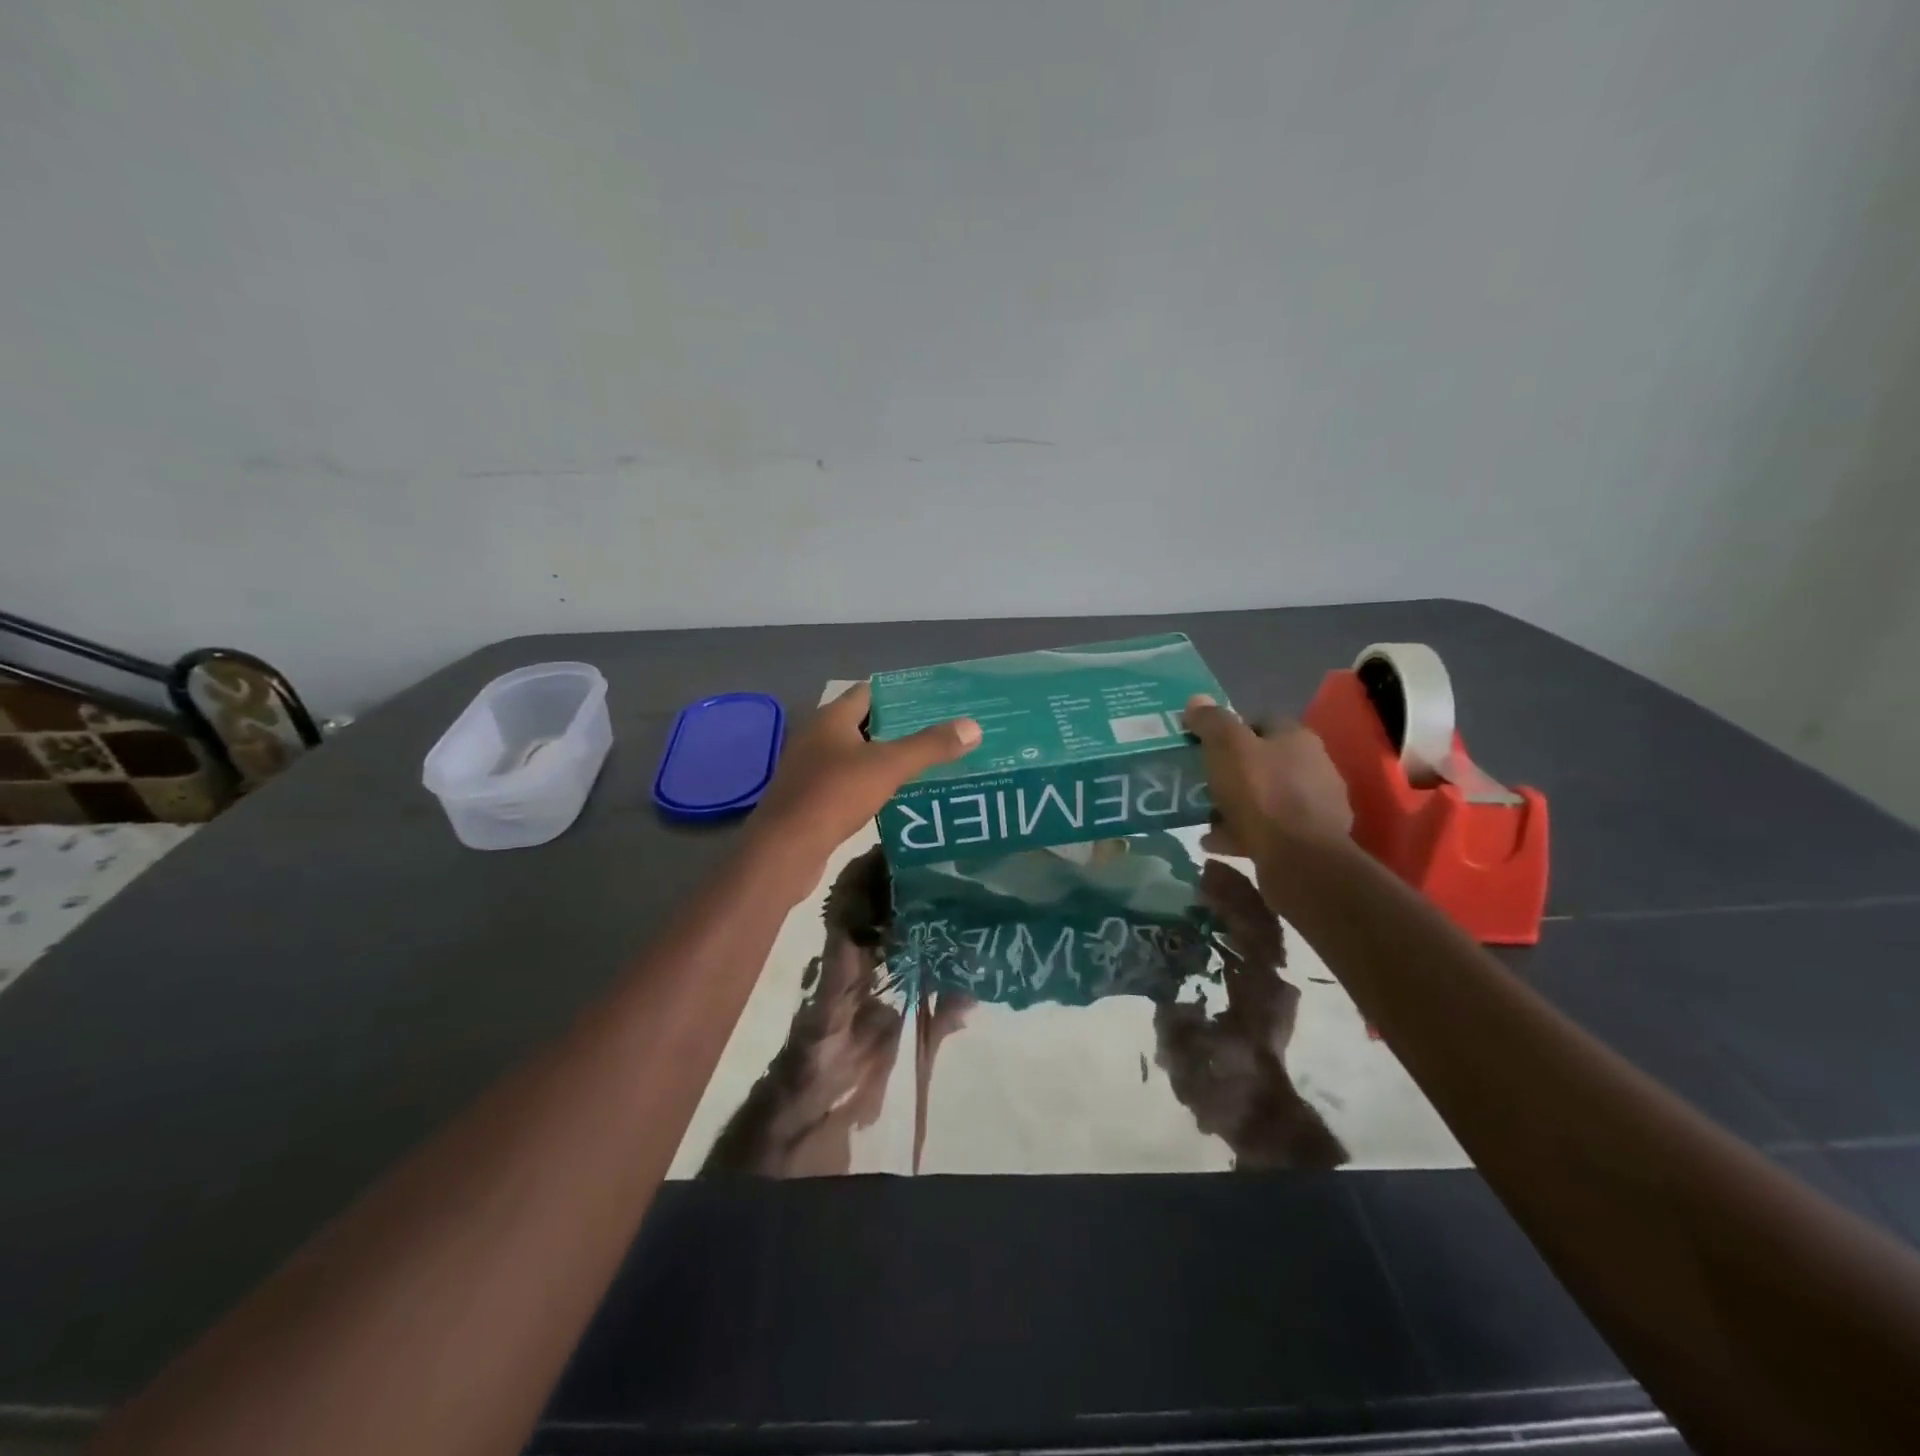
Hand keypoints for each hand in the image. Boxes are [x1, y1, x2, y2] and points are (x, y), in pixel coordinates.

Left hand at [750, 681, 980, 887]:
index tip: (934, 702)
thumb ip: (930, 746)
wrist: (786, 850)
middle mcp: (817, 737)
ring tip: (925, 764)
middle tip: (939, 734)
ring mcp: (809, 769)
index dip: (900, 694)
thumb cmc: (835, 795)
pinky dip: (871, 783)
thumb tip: (973, 726)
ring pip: (855, 755)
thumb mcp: (889, 766)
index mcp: (831, 719)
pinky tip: (896, 795)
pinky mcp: (809, 798)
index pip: (869, 692)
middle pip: (863, 724)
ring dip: (885, 758)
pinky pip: (847, 782)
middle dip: (899, 728)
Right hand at [1184, 695, 1351, 857]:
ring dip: (1238, 806)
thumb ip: (1211, 722)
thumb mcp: (1227, 747)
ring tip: (1206, 818)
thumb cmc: (1262, 793)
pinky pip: (1271, 830)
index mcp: (1297, 738)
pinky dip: (1245, 833)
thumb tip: (1196, 700)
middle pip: (1265, 762)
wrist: (1299, 858)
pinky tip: (1220, 843)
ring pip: (1267, 798)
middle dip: (1233, 772)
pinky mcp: (1312, 839)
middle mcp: (1315, 766)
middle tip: (1204, 784)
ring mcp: (1318, 806)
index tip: (1205, 747)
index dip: (1230, 732)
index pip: (1261, 722)